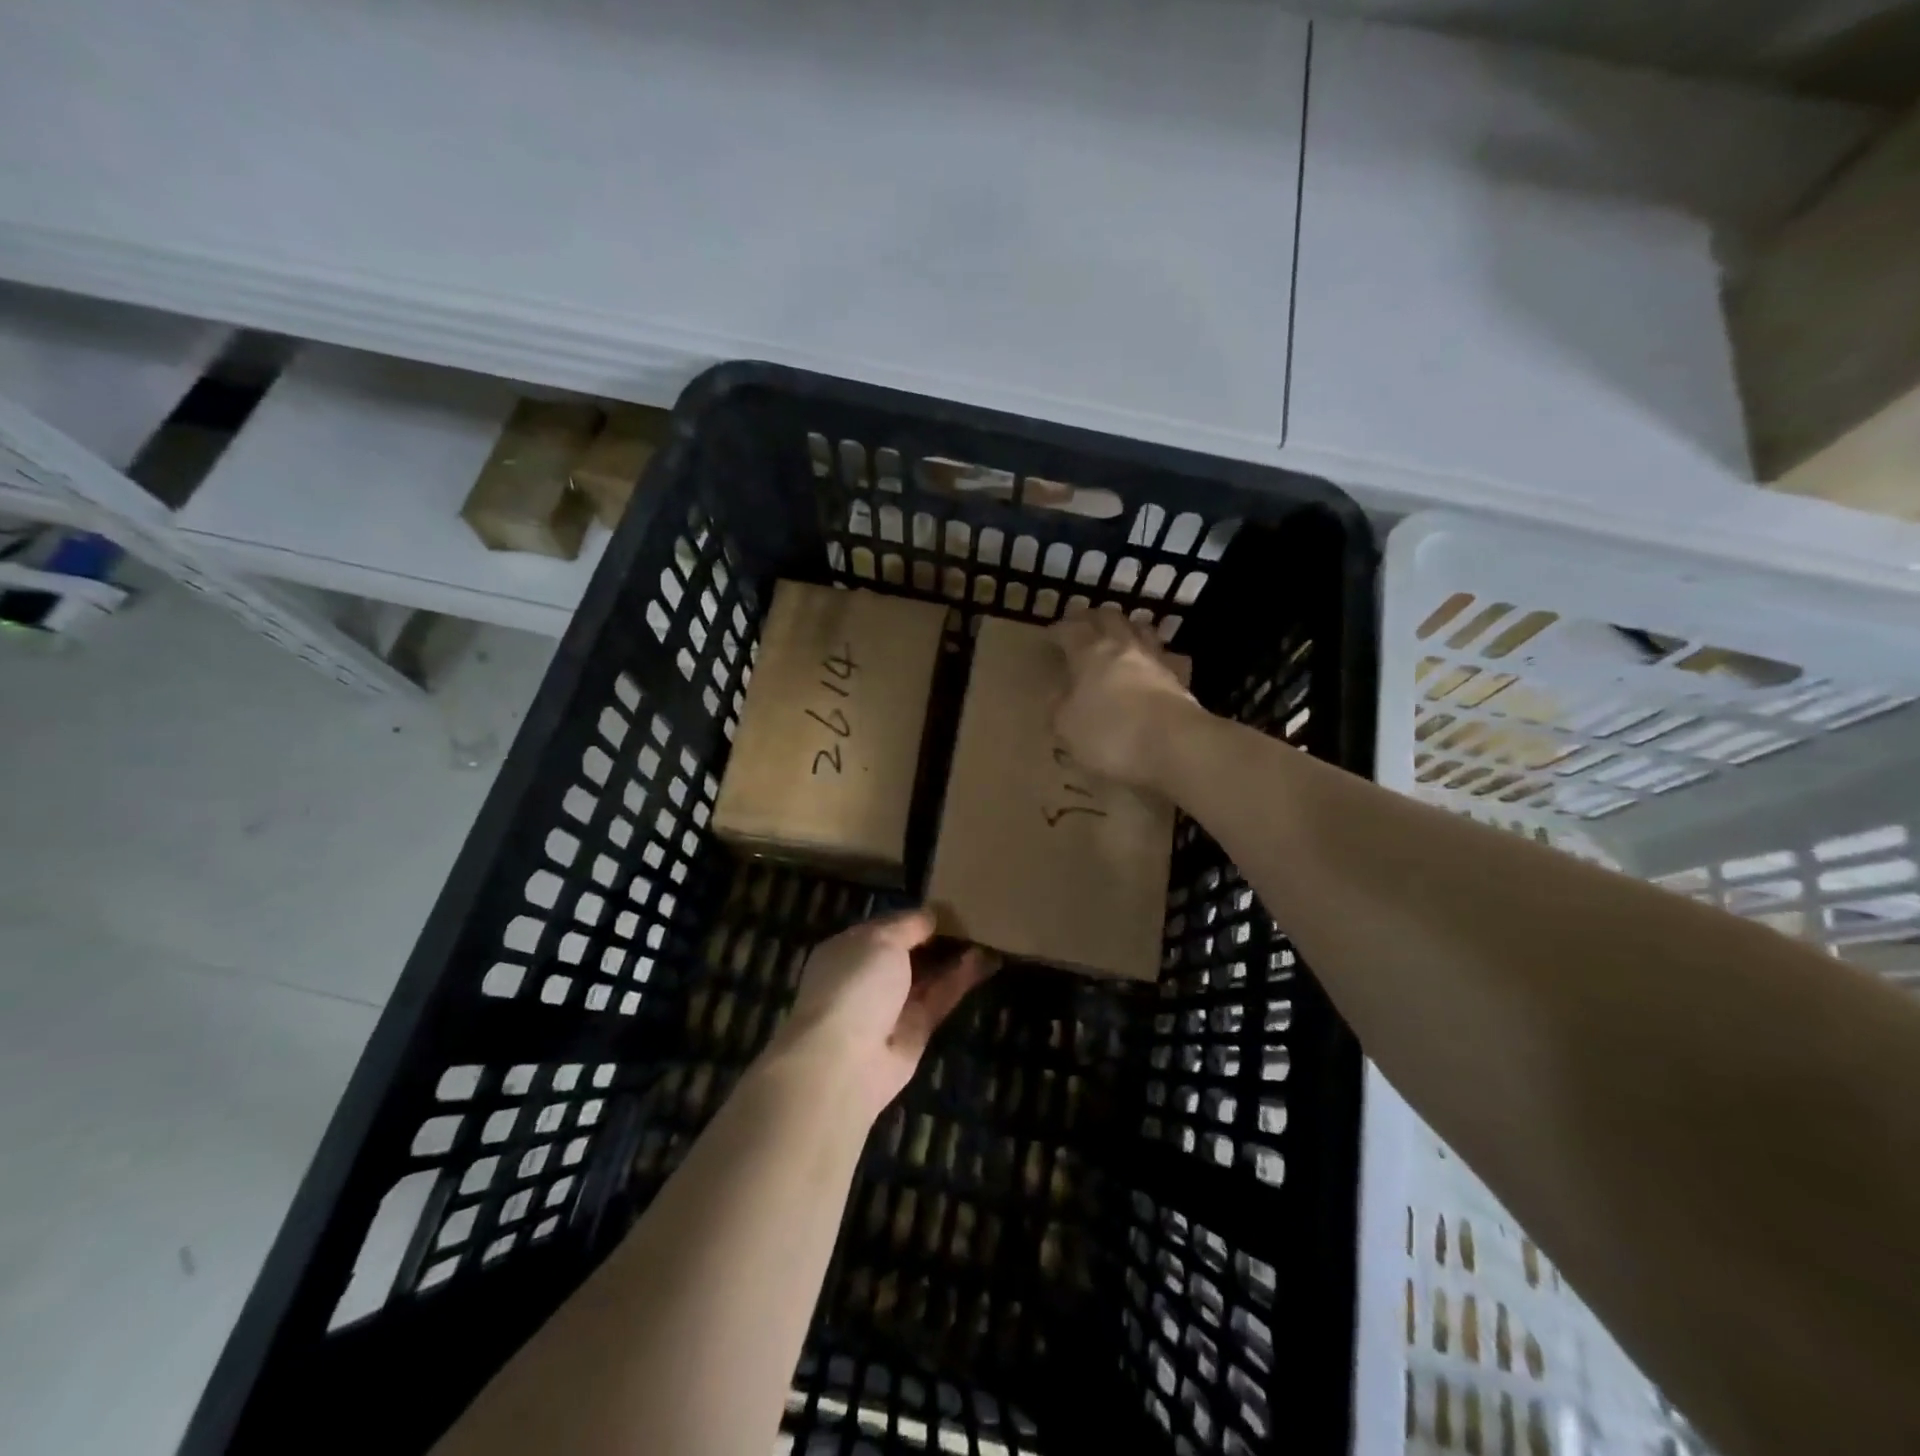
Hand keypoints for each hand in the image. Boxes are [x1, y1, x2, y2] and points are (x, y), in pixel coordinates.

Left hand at [770, 909, 995, 1120]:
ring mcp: (892, 1005)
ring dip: (956, 957)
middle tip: (976, 917)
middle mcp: (869, 976)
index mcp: (849, 949)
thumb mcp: (881, 940)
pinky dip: (961, 979)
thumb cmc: (855, 984)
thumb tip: (931, 914)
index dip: (917, 916)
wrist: (844, 1060)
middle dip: (939, 937)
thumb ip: (909, 925)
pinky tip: (986, 959)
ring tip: (988, 934)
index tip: (950, 904)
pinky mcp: (916, 1031)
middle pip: (910, 951)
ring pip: (929, 975)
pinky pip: (940, 998)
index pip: (888, 926)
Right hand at [1049, 606, 1201, 789]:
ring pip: (1141, 629)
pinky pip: (1166, 657)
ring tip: (1119, 636)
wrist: (1174, 744)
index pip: (1070, 629)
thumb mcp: (1067, 727)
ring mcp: (1155, 659)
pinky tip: (1153, 664)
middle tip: (1083, 625)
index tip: (1050, 636)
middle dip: (1093, 618)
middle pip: (1108, 617)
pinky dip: (1156, 656)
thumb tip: (1059, 697)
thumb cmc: (1111, 733)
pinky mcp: (1179, 677)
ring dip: (1127, 628)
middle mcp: (1123, 647)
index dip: (1059, 630)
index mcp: (1090, 653)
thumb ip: (1059, 708)